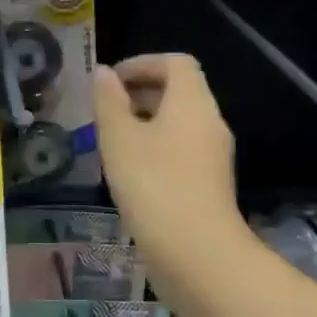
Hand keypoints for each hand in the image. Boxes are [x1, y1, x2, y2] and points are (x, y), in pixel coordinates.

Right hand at [92, 55, 243, 277]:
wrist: (197, 254)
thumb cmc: (154, 184)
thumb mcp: (119, 138)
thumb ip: (109, 101)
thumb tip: (104, 73)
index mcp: (192, 103)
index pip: (176, 63)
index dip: (142, 63)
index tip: (111, 81)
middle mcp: (209, 123)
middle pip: (179, 92)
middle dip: (140, 93)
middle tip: (104, 110)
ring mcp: (213, 156)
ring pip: (178, 124)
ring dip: (145, 123)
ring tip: (111, 140)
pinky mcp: (209, 185)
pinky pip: (181, 151)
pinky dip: (155, 149)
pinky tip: (129, 172)